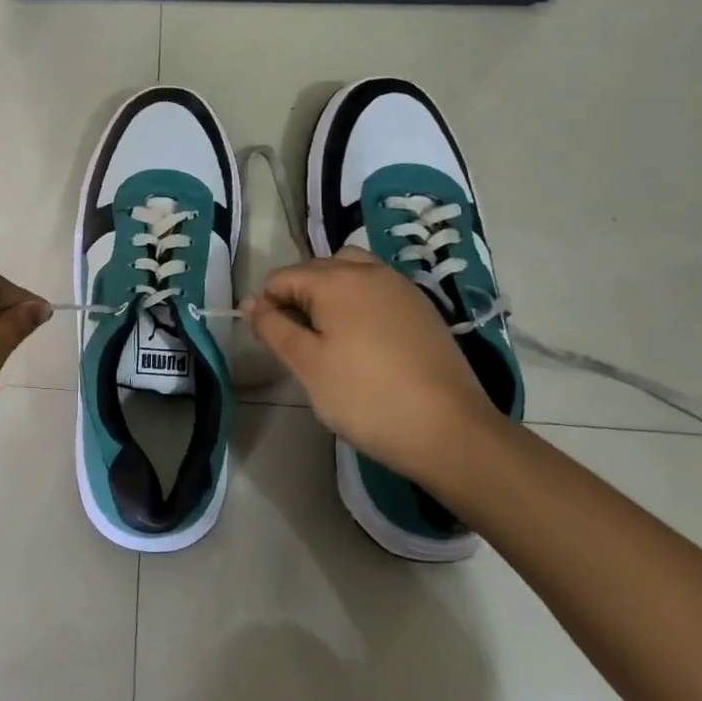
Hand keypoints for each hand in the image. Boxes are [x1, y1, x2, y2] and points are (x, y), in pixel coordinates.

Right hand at [243, 248, 501, 479]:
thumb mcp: (307, 365)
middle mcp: (368, 270)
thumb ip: (274, 328)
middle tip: (302, 345)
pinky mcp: (423, 308)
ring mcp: (400, 286)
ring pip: (350, 272)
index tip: (276, 344)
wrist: (450, 431)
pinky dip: (361, 303)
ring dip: (331, 294)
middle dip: (299, 297)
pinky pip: (378, 289)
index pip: (281, 278)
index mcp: (334, 279)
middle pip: (316, 269)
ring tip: (332, 337)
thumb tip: (251, 303)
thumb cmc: (366, 397)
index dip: (269, 307)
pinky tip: (367, 343)